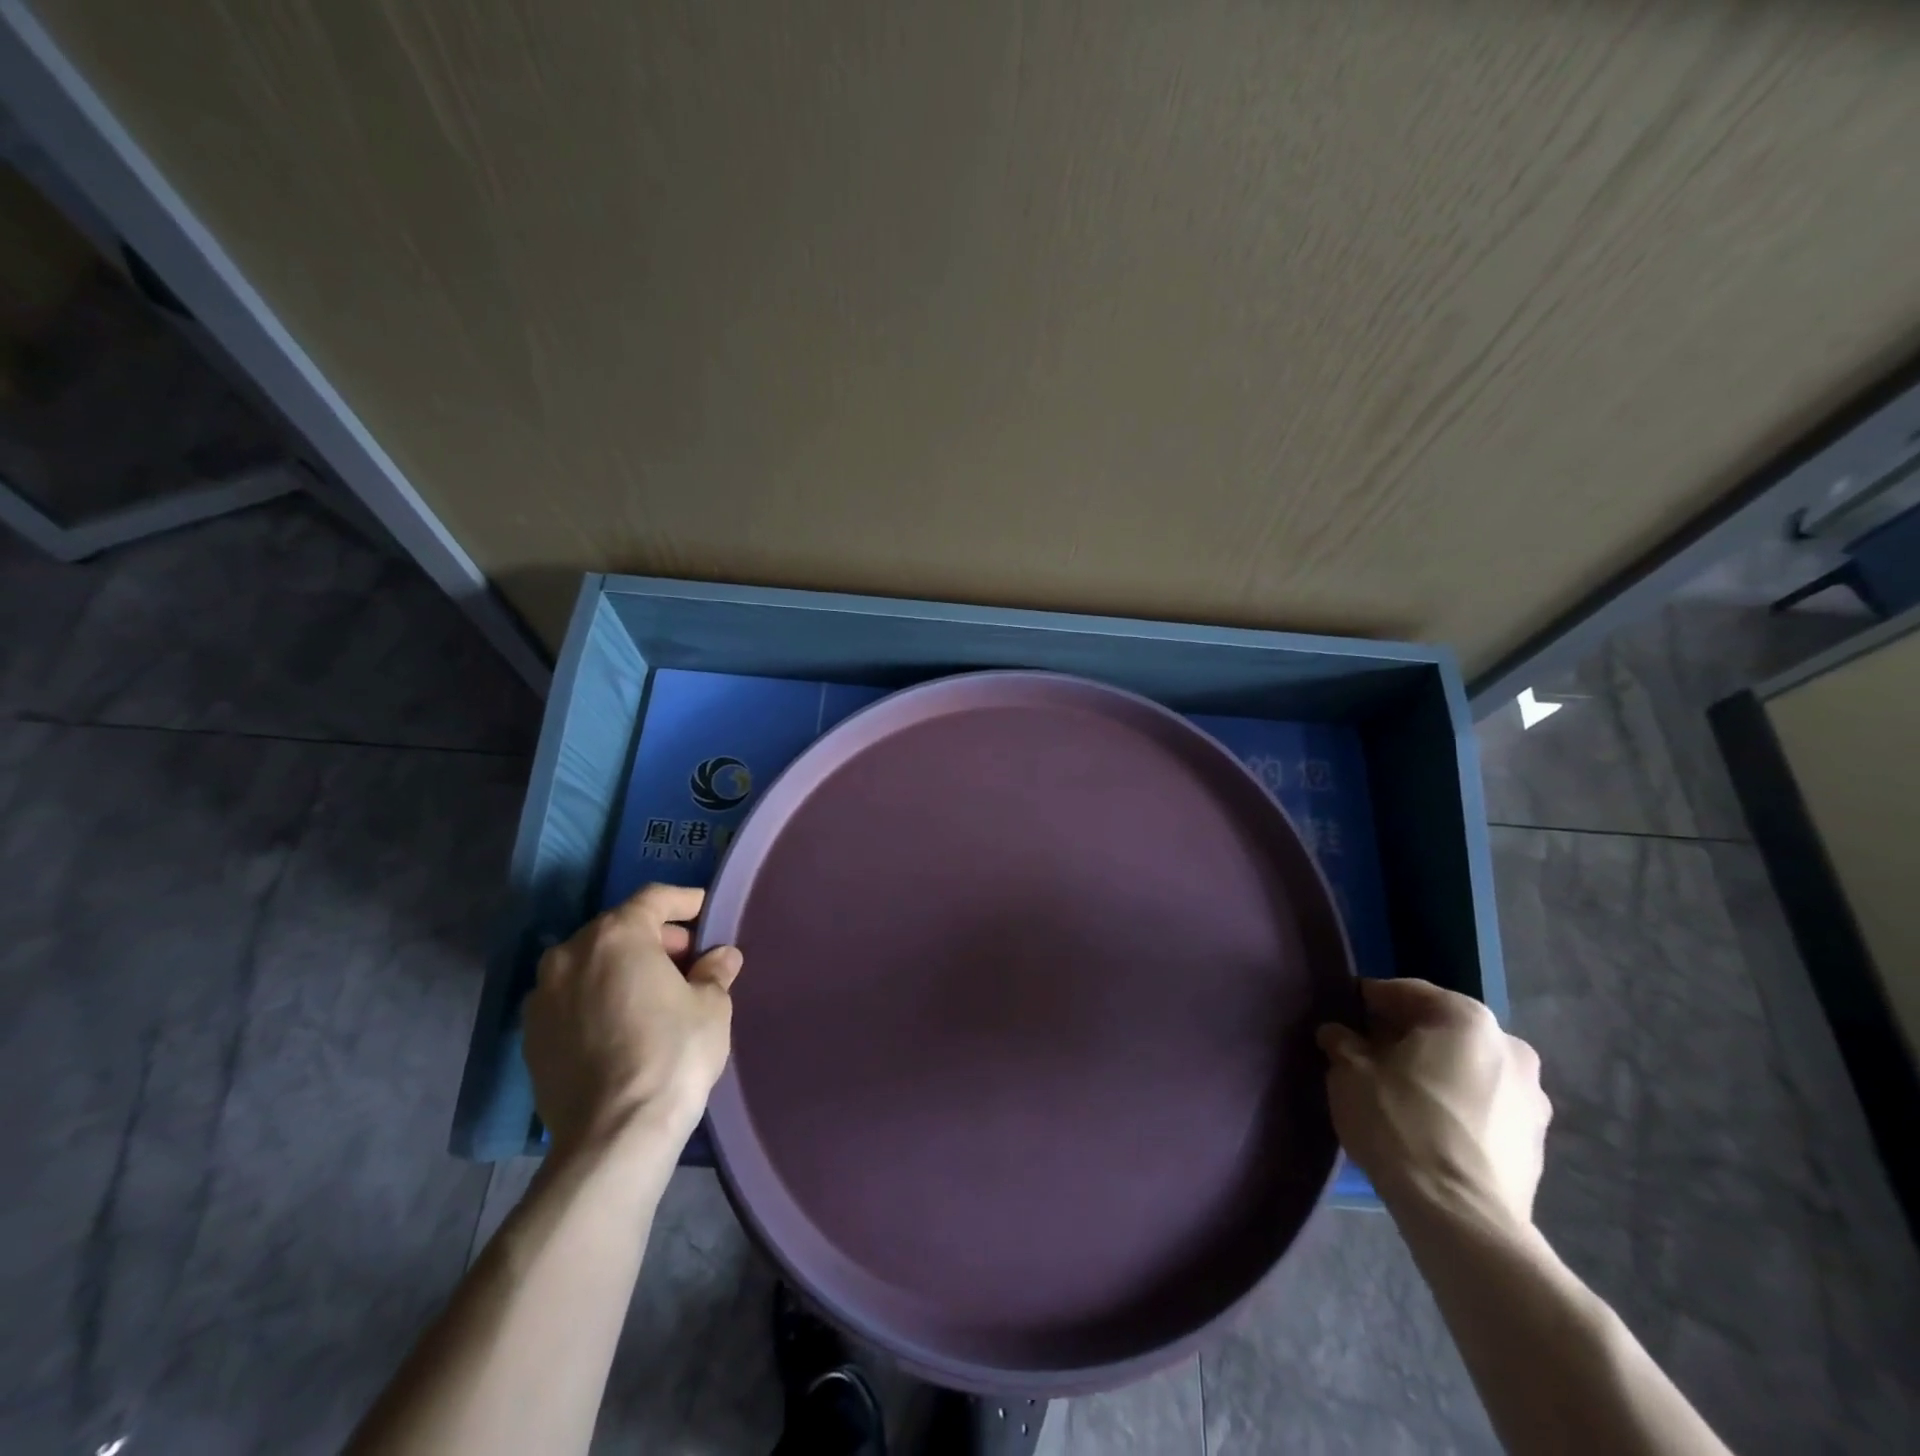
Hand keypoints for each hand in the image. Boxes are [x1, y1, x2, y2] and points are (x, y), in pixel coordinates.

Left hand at [522, 884, 742, 1154]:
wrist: (613, 1135)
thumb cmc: (672, 1054)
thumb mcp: (712, 1006)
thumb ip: (715, 972)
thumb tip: (721, 957)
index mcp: (616, 935)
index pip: (653, 898)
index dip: (684, 901)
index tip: (705, 911)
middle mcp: (571, 954)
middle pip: (618, 929)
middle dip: (654, 938)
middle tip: (687, 961)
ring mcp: (543, 996)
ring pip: (590, 964)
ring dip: (622, 968)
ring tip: (654, 994)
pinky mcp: (531, 1037)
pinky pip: (571, 999)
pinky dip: (597, 998)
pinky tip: (622, 1024)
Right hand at [1317, 979, 1549, 1231]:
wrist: (1461, 1218)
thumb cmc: (1400, 1123)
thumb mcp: (1349, 1072)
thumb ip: (1342, 1042)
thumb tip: (1337, 1034)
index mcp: (1467, 1018)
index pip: (1406, 992)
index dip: (1369, 1001)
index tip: (1343, 1016)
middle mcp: (1510, 1047)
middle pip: (1442, 1029)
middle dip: (1405, 1038)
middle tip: (1367, 1055)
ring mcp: (1532, 1098)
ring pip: (1467, 1069)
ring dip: (1434, 1073)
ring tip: (1397, 1094)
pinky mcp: (1536, 1143)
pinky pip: (1484, 1106)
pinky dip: (1456, 1106)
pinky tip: (1427, 1127)